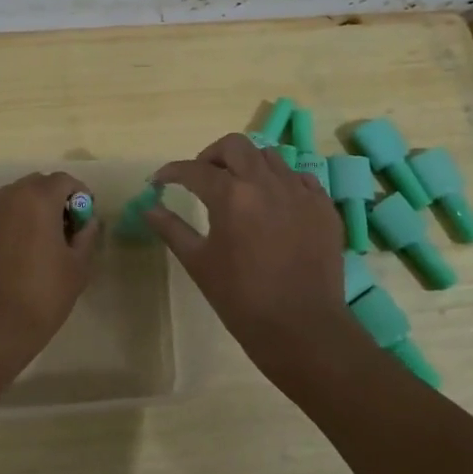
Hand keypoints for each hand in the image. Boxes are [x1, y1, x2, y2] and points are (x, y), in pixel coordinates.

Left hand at [0, 171, 100, 374]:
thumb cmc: (44, 293)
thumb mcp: (78, 265)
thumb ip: (87, 234)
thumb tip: (88, 220)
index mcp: (38, 199)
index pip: (64, 180)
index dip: (80, 195)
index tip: (85, 218)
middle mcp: (9, 197)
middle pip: (37, 184)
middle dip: (54, 199)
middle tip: (66, 228)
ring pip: (15, 199)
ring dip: (32, 210)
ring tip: (43, 241)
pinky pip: (0, 216)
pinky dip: (13, 223)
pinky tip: (20, 253)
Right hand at [145, 134, 350, 360]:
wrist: (301, 327)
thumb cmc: (241, 298)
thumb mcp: (199, 263)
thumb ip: (172, 229)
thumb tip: (148, 209)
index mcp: (231, 196)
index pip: (194, 170)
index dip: (172, 172)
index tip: (160, 181)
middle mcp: (267, 183)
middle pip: (235, 146)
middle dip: (212, 156)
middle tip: (202, 178)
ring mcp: (300, 192)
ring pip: (269, 157)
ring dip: (247, 166)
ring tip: (239, 190)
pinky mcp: (323, 206)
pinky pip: (300, 178)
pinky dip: (280, 182)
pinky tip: (273, 205)